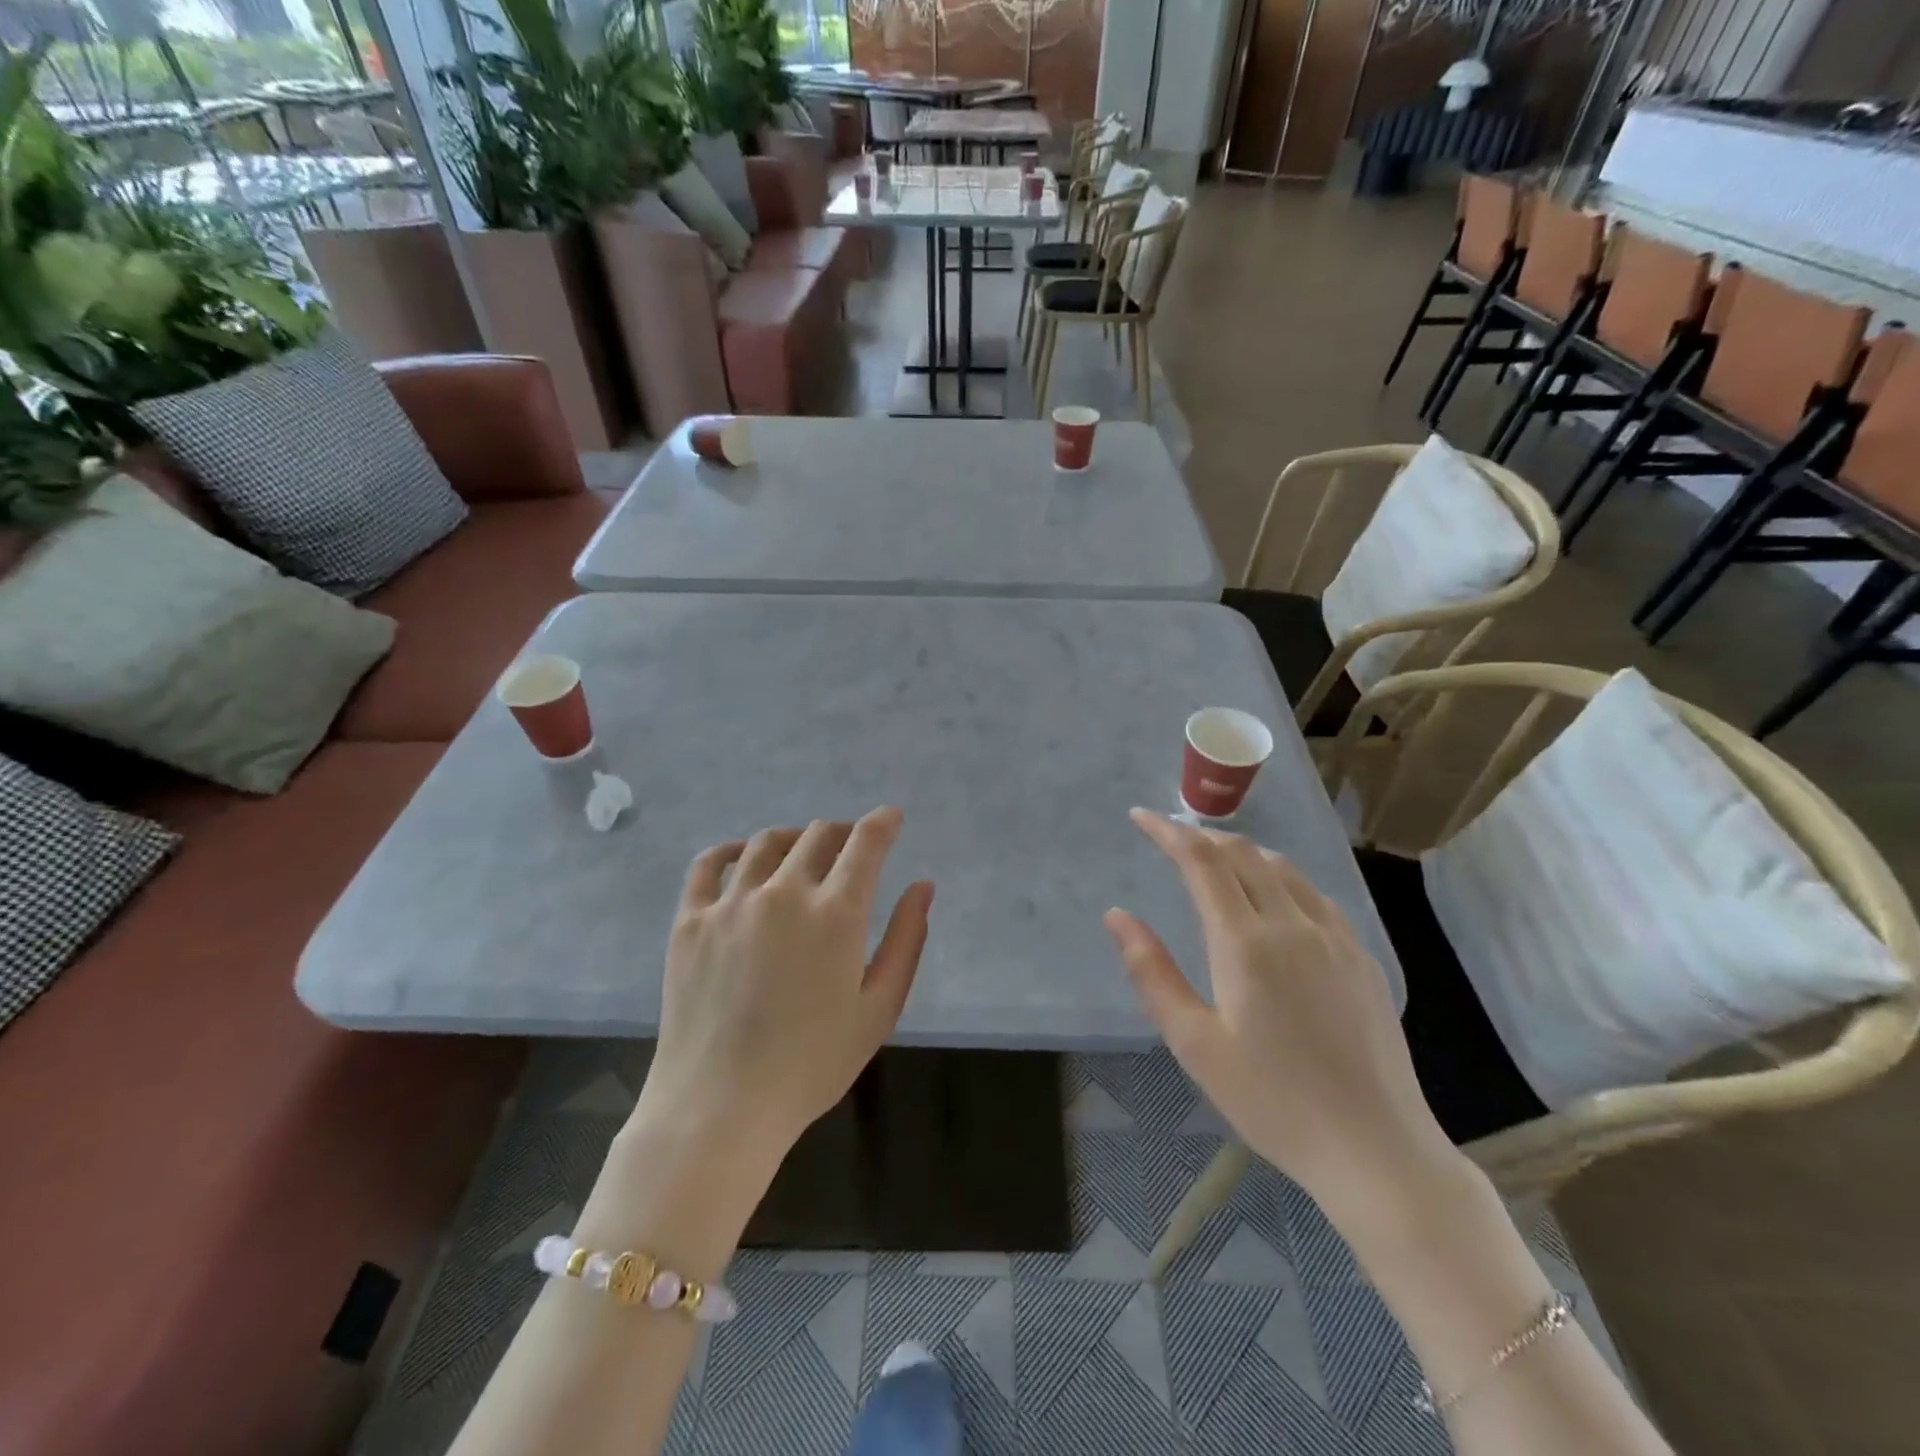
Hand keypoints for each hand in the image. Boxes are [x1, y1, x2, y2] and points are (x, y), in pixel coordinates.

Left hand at [636, 807, 933, 1174]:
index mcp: (836, 914)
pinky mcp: (690, 920)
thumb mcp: (879, 1009)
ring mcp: (731, 903)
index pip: (865, 843)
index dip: (883, 822)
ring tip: (802, 852)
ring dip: (794, 838)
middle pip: (817, 835)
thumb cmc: (812, 1065)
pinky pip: (707, 864)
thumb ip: (907, 940)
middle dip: (842, 832)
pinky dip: (730, 850)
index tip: (891, 818)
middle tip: (849, 848)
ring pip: (766, 842)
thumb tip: (923, 886)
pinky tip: (740, 856)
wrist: (720, 1107)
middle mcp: (784, 893)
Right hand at [1106, 809, 1453, 1212]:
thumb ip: (1152, 973)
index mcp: (1246, 943)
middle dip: (1201, 836)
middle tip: (1170, 837)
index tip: (1140, 817)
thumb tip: (1117, 916)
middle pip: (1243, 853)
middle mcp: (1293, 924)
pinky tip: (1273, 899)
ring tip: (1214, 860)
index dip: (1167, 832)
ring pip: (1283, 868)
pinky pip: (1314, 895)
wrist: (1376, 1150)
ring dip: (1241, 852)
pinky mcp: (1362, 957)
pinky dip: (1279, 877)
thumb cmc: (1272, 1101)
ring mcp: (1335, 938)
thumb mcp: (1195, 1044)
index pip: (1201, 862)